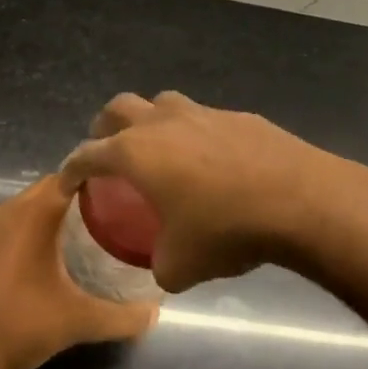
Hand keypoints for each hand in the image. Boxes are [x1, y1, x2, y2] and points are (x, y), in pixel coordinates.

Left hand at [0, 177, 158, 368]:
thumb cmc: (15, 324)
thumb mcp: (76, 322)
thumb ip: (121, 317)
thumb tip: (154, 313)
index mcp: (32, 212)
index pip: (71, 175)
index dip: (100, 181)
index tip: (126, 195)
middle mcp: (5, 209)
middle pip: (50, 191)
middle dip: (81, 202)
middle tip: (115, 221)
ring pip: (27, 209)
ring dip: (53, 219)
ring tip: (86, 240)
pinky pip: (8, 227)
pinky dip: (30, 234)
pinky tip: (45, 262)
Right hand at [61, 91, 367, 293]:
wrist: (300, 200)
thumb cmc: (227, 229)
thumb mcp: (181, 265)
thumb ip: (161, 264)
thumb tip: (163, 265)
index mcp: (136, 153)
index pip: (88, 154)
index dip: (72, 168)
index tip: (67, 181)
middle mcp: (163, 123)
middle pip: (119, 108)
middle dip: (105, 127)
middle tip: (107, 152)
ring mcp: (203, 113)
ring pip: (162, 103)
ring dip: (150, 120)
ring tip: (158, 149)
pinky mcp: (239, 116)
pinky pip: (204, 118)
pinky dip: (195, 133)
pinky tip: (212, 161)